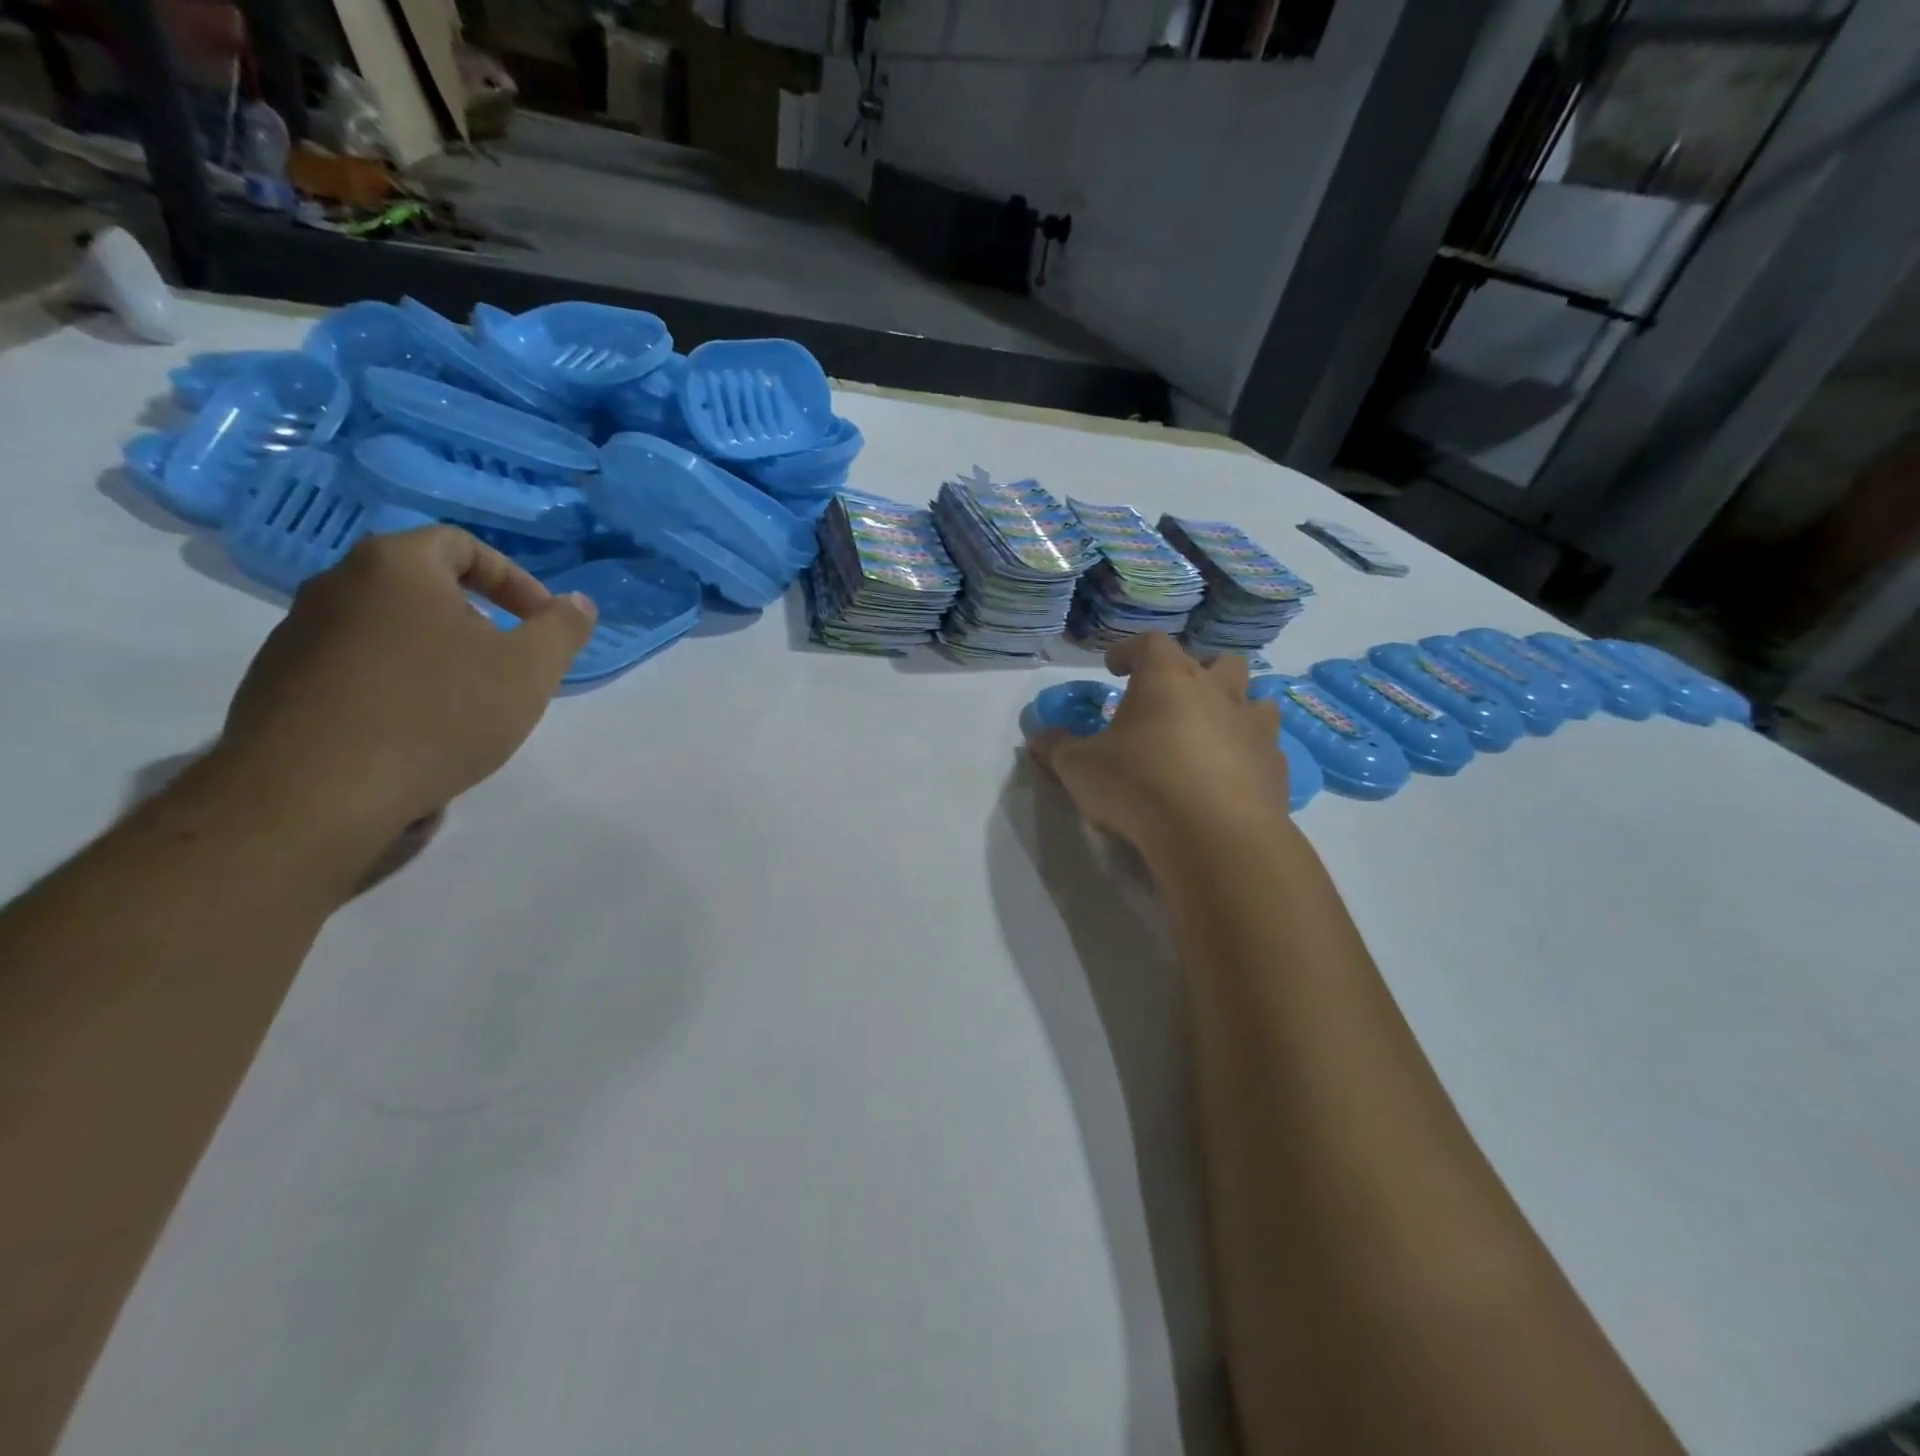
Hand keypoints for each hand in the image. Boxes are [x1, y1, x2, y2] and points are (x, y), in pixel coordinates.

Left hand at [216, 526, 596, 855]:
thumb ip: (562, 628)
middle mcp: (336, 586)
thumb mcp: (530, 670)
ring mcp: (297, 636)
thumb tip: (577, 603)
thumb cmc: (438, 713)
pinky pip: (358, 671)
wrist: (314, 793)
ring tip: (466, 709)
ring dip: (438, 659)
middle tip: (509, 667)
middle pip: (424, 588)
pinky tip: (416, 736)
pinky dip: (397, 689)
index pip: (461, 544)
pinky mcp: (277, 685)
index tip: (540, 623)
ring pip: (391, 632)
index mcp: (395, 566)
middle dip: (479, 624)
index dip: (514, 579)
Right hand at [1030, 632, 1290, 862]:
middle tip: (1172, 696)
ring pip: (1255, 698)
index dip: (1129, 650)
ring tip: (1209, 731)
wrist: (1215, 836)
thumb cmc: (1139, 785)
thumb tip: (1037, 739)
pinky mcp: (1275, 767)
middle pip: (1218, 660)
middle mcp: (1217, 691)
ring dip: (1233, 707)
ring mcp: (1253, 727)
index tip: (1113, 666)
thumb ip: (1057, 748)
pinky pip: (1264, 747)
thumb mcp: (1080, 767)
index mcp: (1168, 678)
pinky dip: (1247, 752)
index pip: (1150, 643)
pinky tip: (1229, 776)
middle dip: (1196, 670)